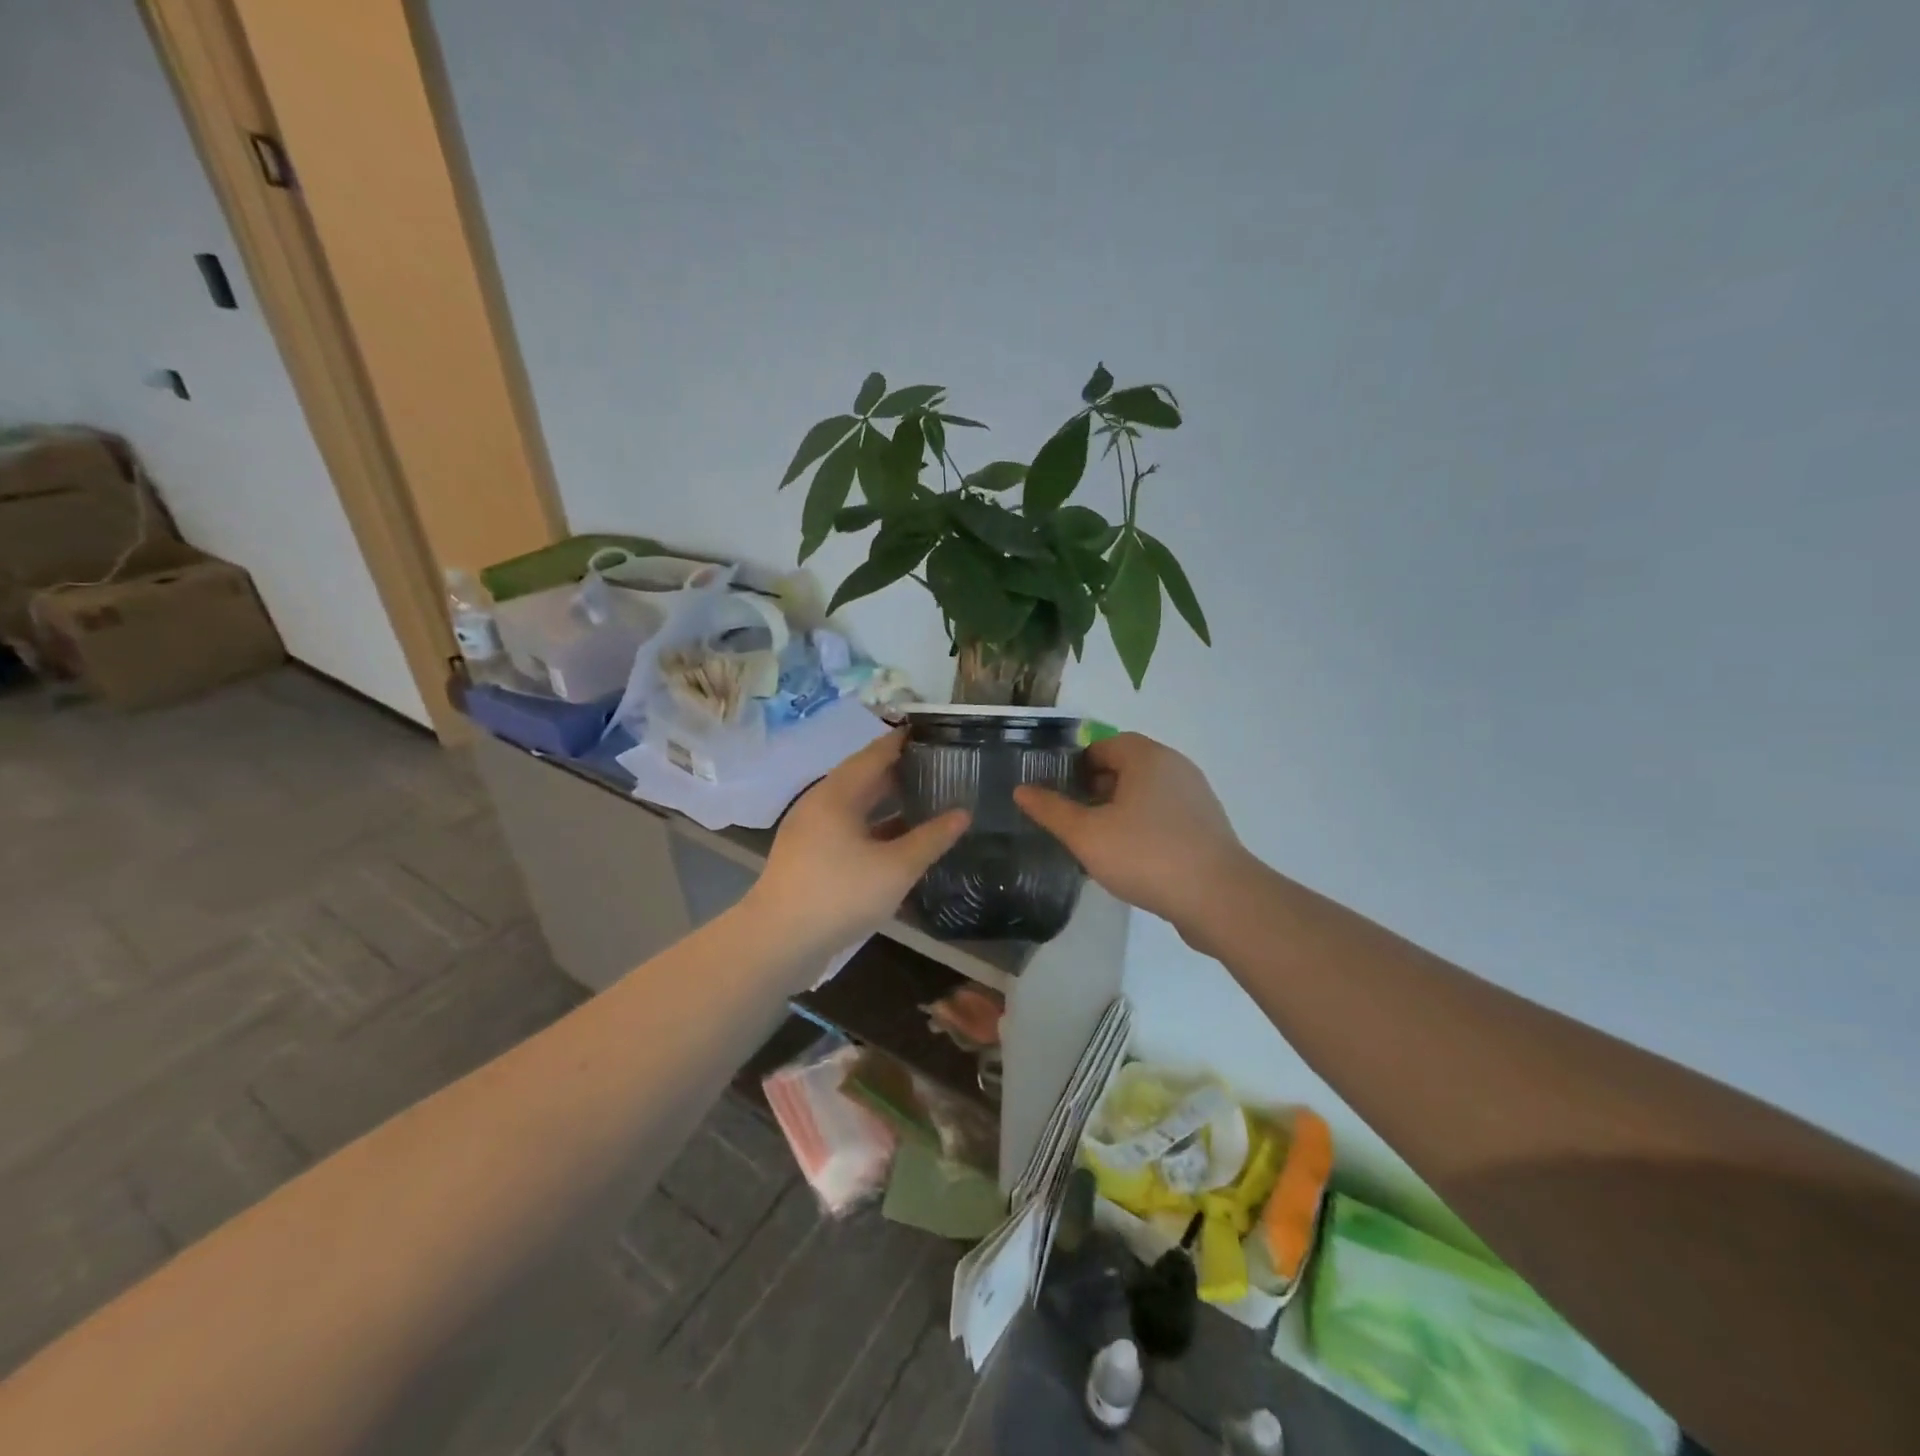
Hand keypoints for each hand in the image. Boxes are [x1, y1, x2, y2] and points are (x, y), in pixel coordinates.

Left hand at [747, 729, 969, 957]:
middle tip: (939, 768)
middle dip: (900, 772)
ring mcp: (811, 830)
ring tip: (926, 799)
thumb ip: (932, 838)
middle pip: (864, 777)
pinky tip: (898, 839)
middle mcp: (821, 803)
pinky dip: (874, 826)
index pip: (876, 753)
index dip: (904, 741)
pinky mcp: (808, 856)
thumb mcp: (896, 867)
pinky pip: (847, 828)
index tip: (934, 733)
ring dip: (888, 802)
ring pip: (856, 805)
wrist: (777, 942)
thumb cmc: (839, 895)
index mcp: (837, 793)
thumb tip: (963, 813)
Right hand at [1013, 732, 1249, 945]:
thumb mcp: (1087, 834)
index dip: (1075, 766)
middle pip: (1125, 767)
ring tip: (1096, 842)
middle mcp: (1174, 767)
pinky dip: (1142, 827)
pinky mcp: (1206, 826)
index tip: (1057, 794)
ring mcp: (1195, 796)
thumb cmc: (1146, 855)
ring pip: (1145, 794)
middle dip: (1095, 789)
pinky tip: (1129, 858)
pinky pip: (1164, 816)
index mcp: (1147, 757)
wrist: (1218, 898)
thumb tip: (1022, 790)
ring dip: (1118, 810)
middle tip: (1072, 819)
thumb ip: (1052, 810)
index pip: (1103, 746)